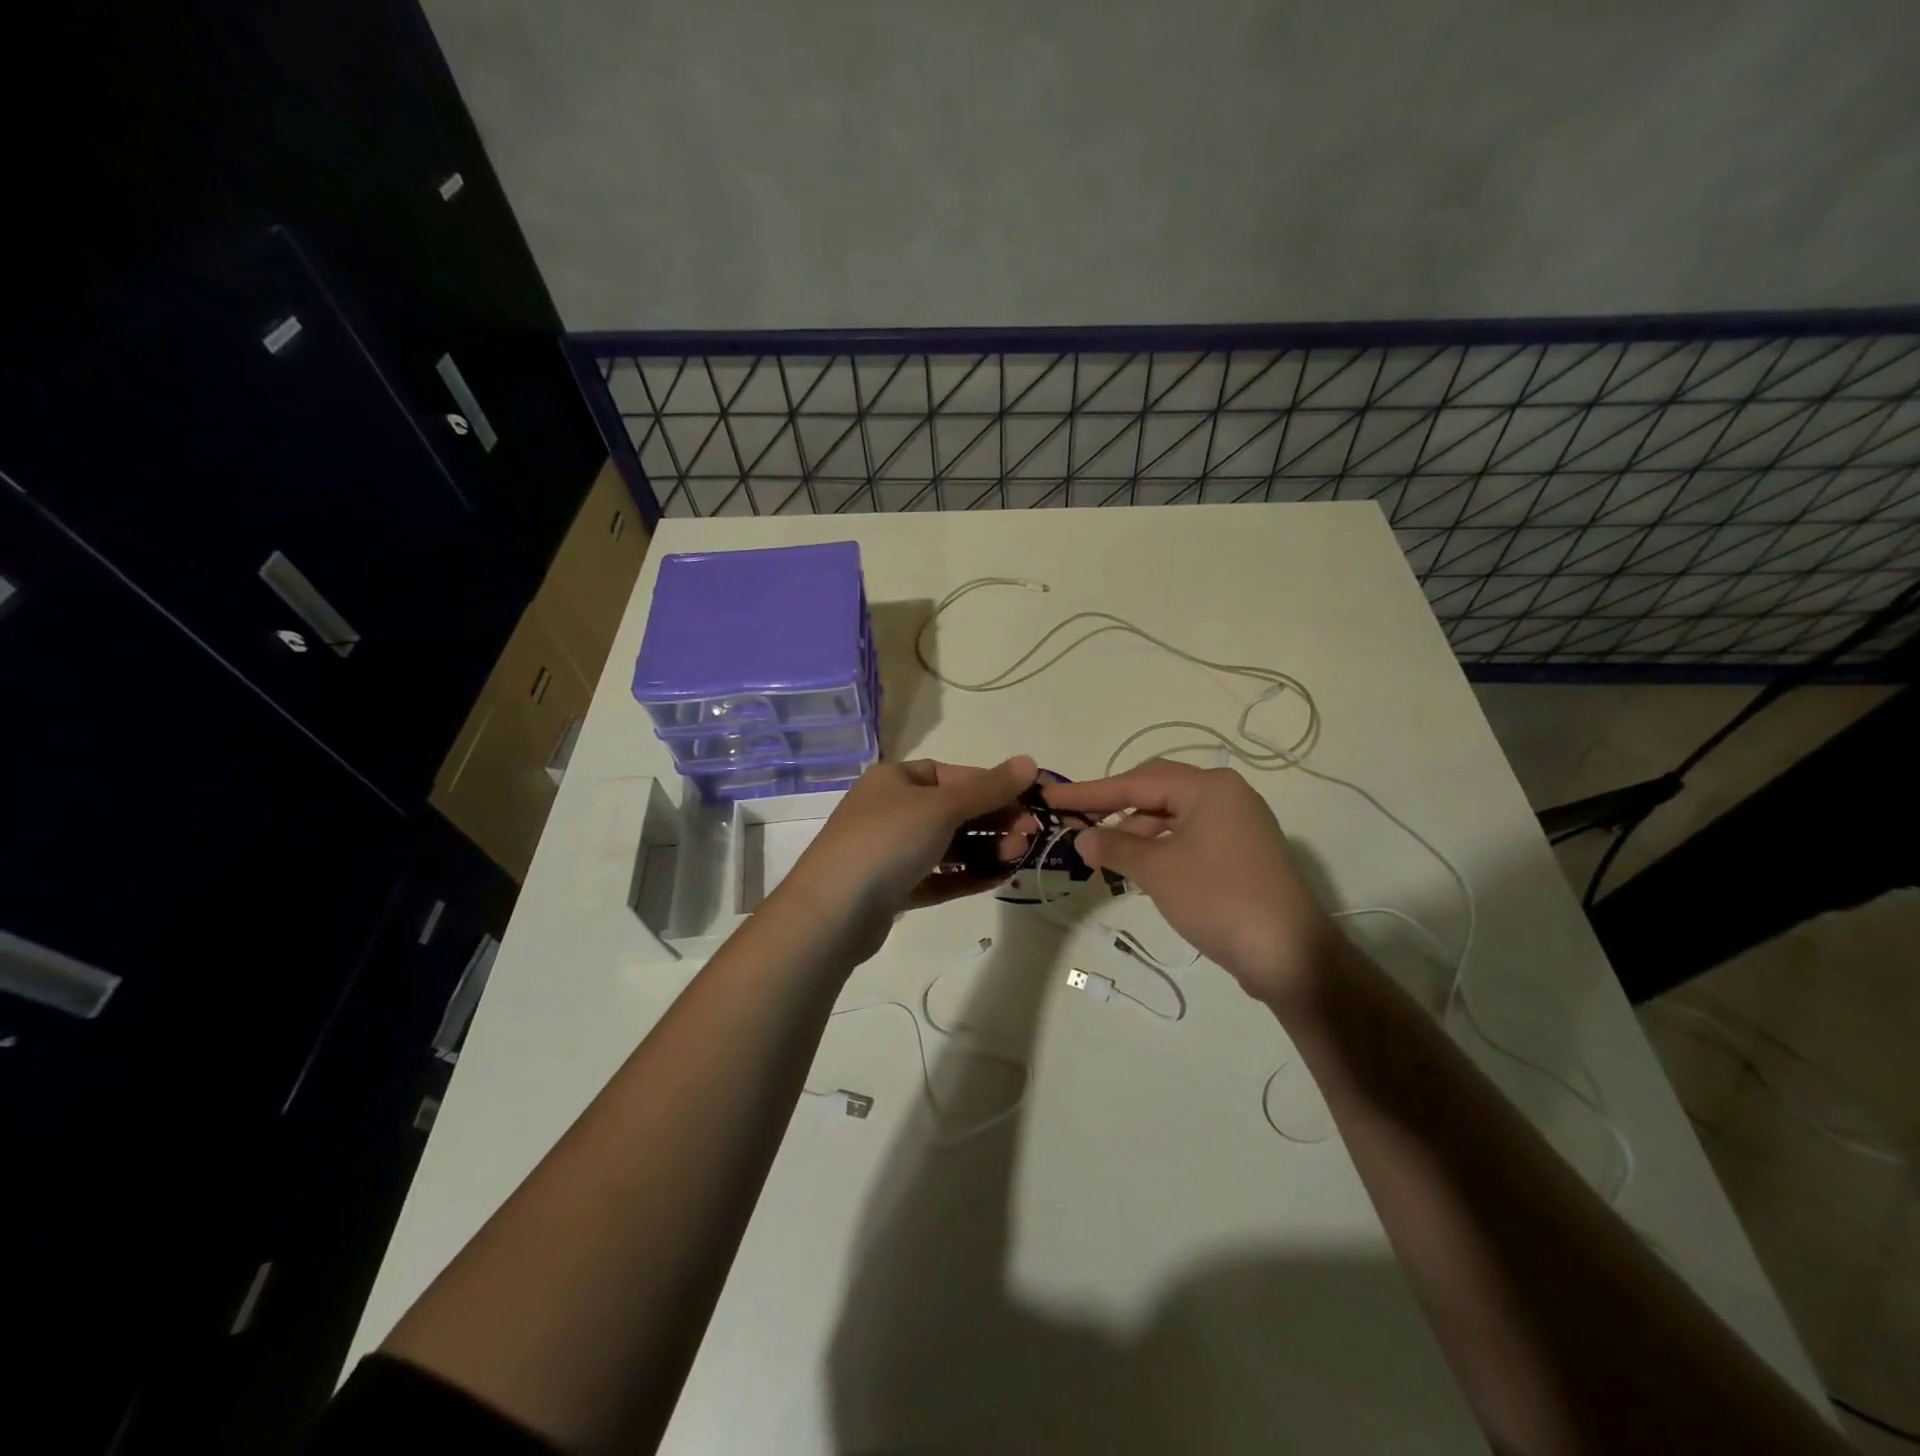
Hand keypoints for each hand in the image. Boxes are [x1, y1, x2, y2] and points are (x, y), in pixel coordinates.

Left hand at [779, 755, 1038, 960]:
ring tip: (1018, 857)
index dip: (992, 786)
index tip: (1027, 803)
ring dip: (985, 848)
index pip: (953, 775)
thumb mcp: (942, 806)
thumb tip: (1029, 762)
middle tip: (1030, 836)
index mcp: (895, 779)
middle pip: (953, 811)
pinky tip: (997, 879)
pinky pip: (937, 876)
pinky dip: (966, 876)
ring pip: (947, 846)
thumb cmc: (888, 840)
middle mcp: (890, 810)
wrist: (834, 910)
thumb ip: (989, 788)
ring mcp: (890, 851)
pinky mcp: (893, 889)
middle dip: (994, 821)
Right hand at [1045, 760, 1338, 1006]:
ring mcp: (1238, 824)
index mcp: (1208, 787)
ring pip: (1172, 817)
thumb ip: (1114, 847)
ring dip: (1136, 833)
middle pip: (1155, 792)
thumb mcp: (1157, 870)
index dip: (1090, 792)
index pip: (1136, 782)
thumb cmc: (1218, 899)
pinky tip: (1139, 870)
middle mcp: (1226, 795)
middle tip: (1076, 822)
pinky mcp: (1241, 852)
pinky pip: (1189, 837)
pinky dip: (1160, 848)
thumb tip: (1082, 837)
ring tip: (1105, 856)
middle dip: (1114, 808)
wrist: (1289, 955)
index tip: (1051, 796)